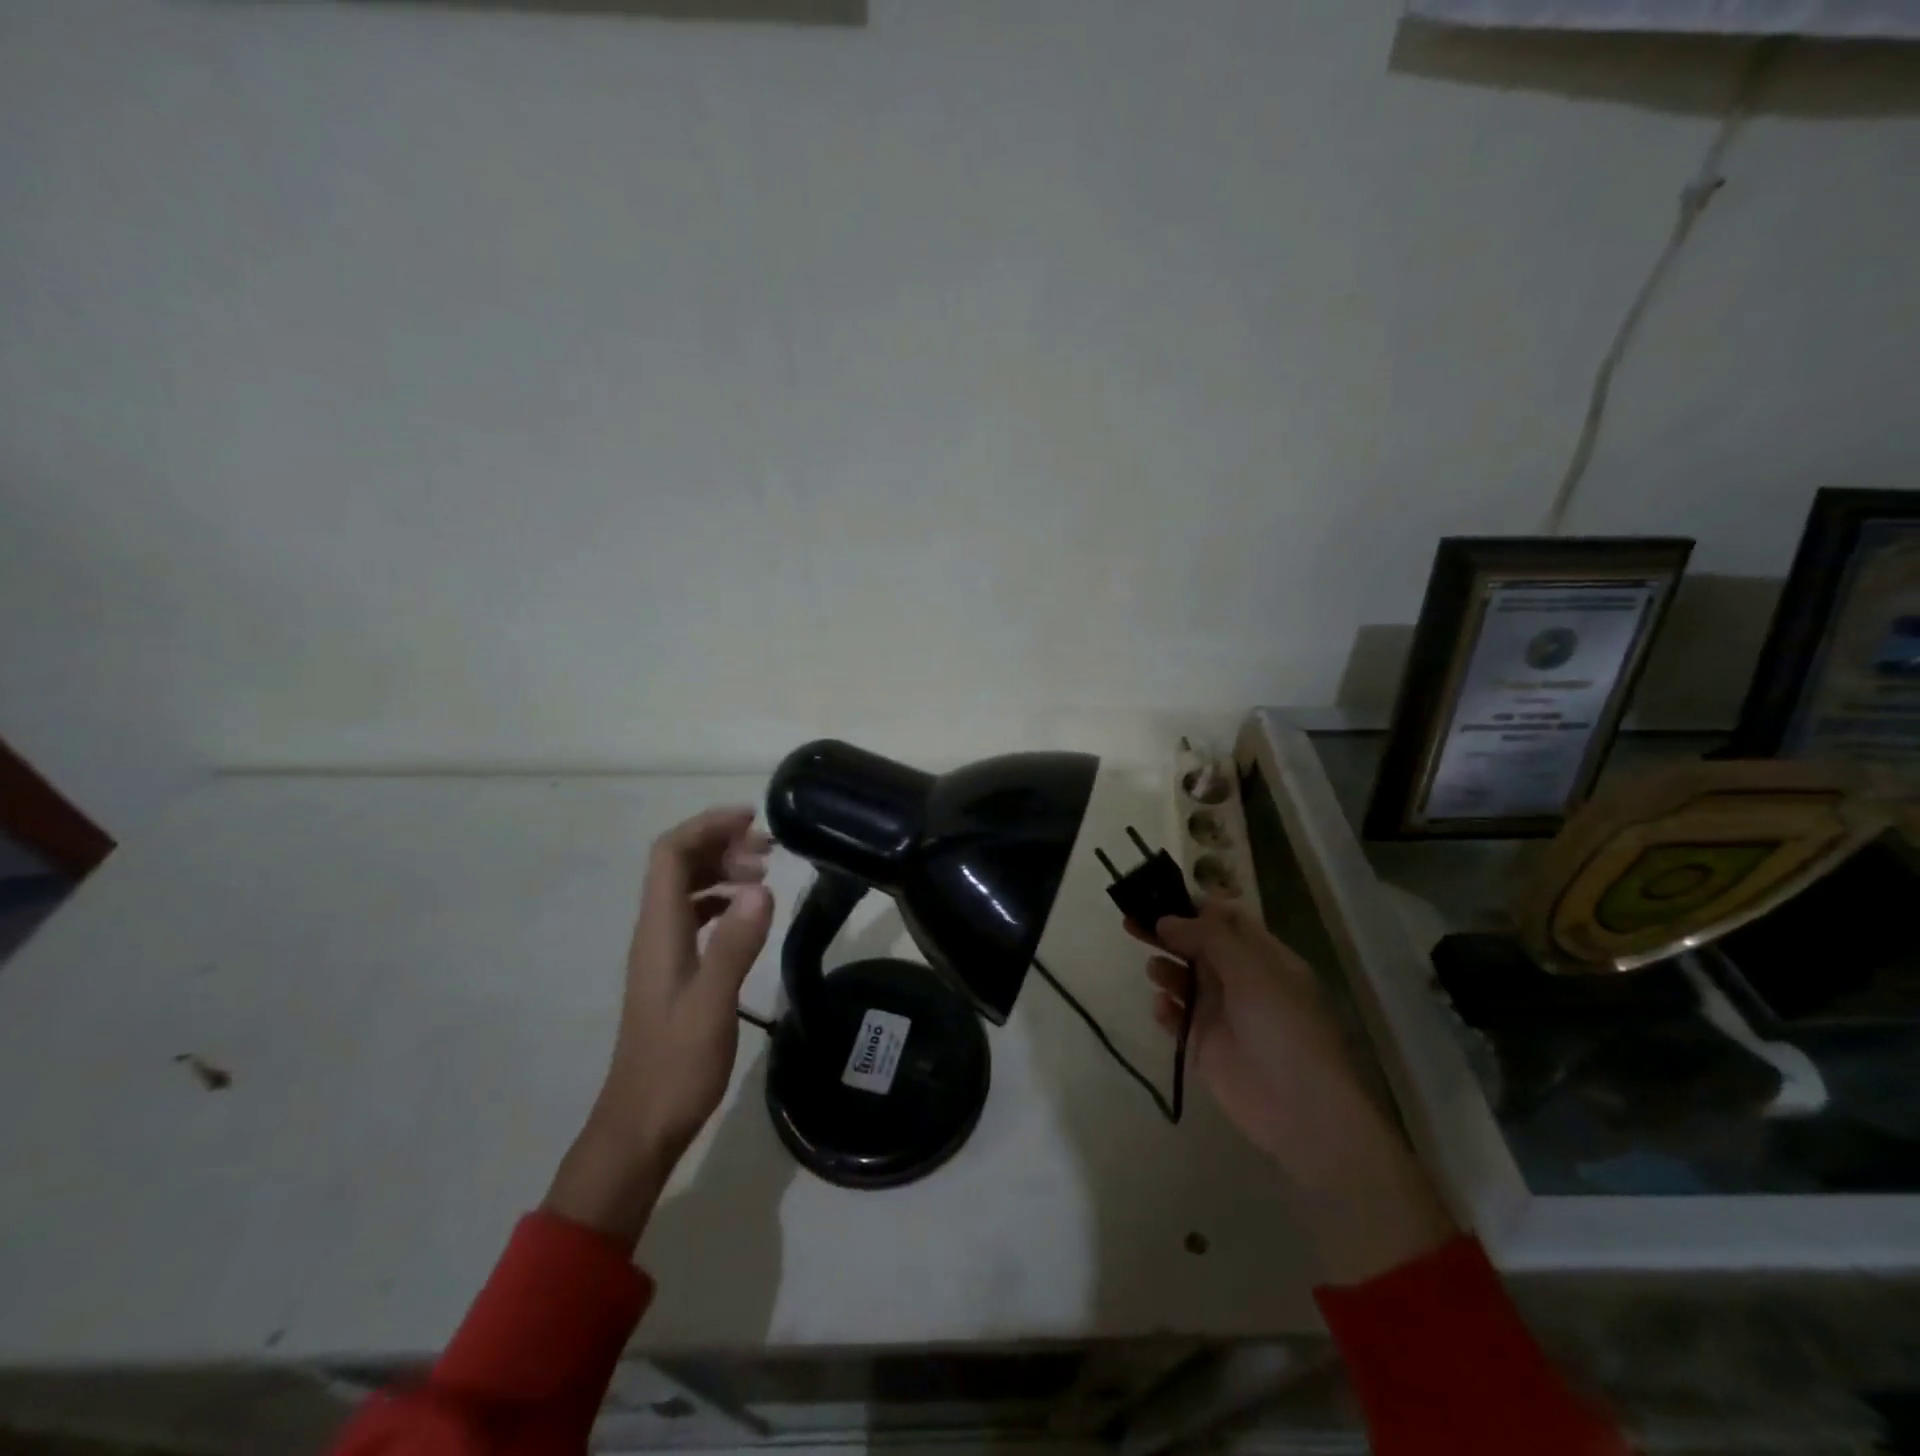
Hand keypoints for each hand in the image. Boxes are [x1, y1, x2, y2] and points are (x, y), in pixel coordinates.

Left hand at [545, 806, 773, 1245]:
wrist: (640, 1127)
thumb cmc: (675, 1067)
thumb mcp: (711, 1005)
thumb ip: (734, 945)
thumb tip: (760, 887)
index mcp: (659, 931)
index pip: (670, 854)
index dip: (706, 826)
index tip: (752, 819)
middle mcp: (655, 933)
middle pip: (677, 864)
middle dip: (720, 843)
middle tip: (768, 851)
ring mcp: (662, 953)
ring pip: (686, 889)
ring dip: (721, 869)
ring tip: (764, 874)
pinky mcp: (674, 972)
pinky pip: (694, 915)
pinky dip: (721, 900)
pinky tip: (747, 912)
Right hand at [1144, 900, 1455, 1283]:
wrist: (1300, 1110)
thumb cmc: (1283, 1029)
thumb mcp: (1252, 971)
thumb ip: (1208, 938)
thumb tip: (1167, 918)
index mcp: (1263, 957)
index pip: (1225, 920)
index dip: (1193, 905)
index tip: (1158, 893)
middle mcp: (1240, 980)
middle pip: (1197, 945)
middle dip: (1167, 932)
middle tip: (1131, 920)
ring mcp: (1221, 1013)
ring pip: (1183, 978)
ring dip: (1165, 968)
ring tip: (1153, 969)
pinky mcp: (1203, 1044)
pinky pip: (1176, 1017)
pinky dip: (1166, 1008)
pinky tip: (1161, 1007)